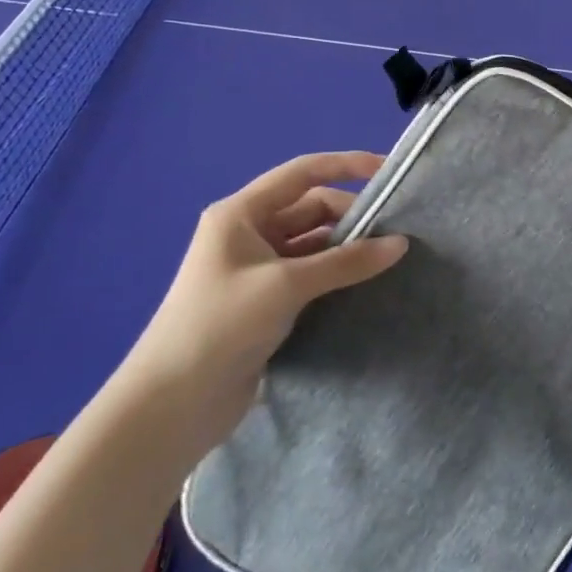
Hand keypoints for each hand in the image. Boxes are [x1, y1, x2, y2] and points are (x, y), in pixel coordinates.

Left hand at [113, 152, 407, 459]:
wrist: (171, 406)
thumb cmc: (220, 325)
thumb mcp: (286, 286)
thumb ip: (345, 261)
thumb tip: (400, 244)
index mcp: (241, 214)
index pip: (303, 173)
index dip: (346, 165)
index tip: (388, 170)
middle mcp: (249, 234)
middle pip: (311, 209)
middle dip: (352, 216)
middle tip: (395, 233)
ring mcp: (257, 270)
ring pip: (314, 245)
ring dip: (347, 249)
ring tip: (389, 259)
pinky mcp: (266, 303)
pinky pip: (310, 275)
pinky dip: (337, 276)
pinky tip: (366, 285)